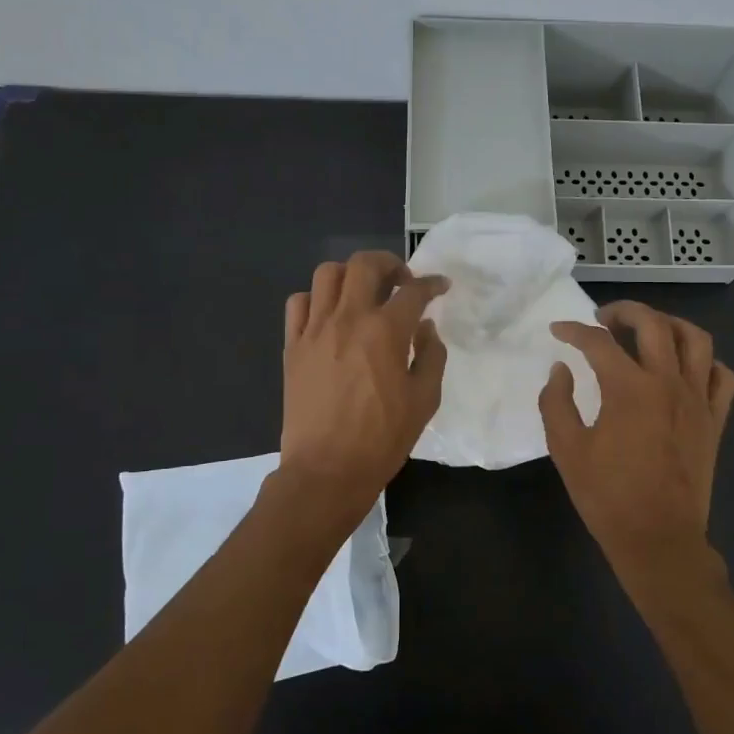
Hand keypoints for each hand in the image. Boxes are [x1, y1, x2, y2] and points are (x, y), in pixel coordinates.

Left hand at [279, 251, 448, 515]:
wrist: (327, 469)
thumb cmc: (382, 438)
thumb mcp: (424, 400)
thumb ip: (431, 356)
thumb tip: (425, 328)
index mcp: (386, 331)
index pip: (413, 291)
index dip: (432, 284)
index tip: (440, 286)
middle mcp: (348, 319)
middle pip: (365, 264)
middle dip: (389, 263)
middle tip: (400, 281)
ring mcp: (315, 330)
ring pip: (327, 274)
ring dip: (351, 275)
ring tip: (363, 293)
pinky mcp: (292, 346)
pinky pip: (298, 303)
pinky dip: (316, 299)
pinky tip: (329, 316)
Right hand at [539, 302, 733, 598]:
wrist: (658, 538)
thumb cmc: (607, 496)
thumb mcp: (566, 450)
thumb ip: (557, 403)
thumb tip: (561, 370)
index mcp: (629, 390)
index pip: (599, 343)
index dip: (574, 331)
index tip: (558, 331)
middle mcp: (669, 384)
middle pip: (653, 324)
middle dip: (625, 311)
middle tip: (604, 319)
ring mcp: (698, 400)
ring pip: (696, 340)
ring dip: (670, 324)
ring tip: (649, 330)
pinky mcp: (715, 420)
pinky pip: (722, 376)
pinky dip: (706, 362)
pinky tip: (686, 368)